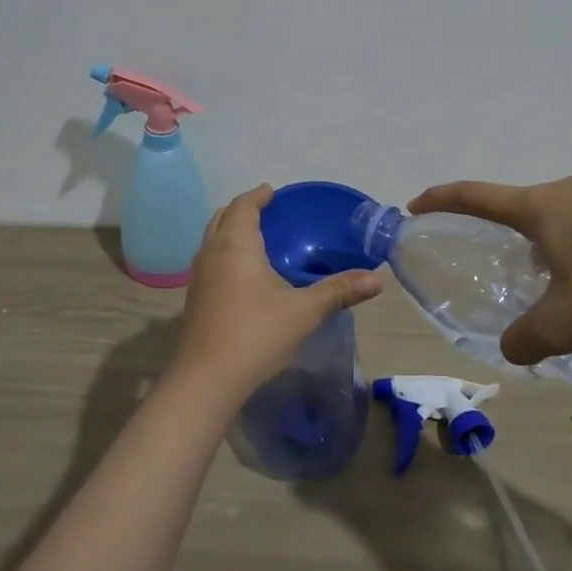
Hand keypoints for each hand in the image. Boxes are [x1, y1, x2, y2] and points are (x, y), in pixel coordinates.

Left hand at [174, 185, 383, 401]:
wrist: (206, 379)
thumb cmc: (256, 334)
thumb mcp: (304, 311)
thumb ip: (339, 292)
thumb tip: (377, 279)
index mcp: (236, 245)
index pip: (243, 206)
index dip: (257, 196)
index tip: (272, 191)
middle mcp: (211, 253)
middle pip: (222, 218)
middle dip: (242, 210)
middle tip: (266, 212)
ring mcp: (198, 277)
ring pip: (211, 240)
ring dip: (229, 232)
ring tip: (255, 239)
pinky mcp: (194, 300)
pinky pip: (209, 262)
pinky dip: (224, 254)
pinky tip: (242, 276)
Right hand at [407, 175, 571, 364]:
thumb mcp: (563, 324)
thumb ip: (525, 339)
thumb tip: (512, 349)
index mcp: (538, 208)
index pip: (474, 195)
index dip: (441, 199)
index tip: (417, 204)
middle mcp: (567, 193)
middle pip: (520, 203)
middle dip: (502, 227)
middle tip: (499, 257)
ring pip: (561, 214)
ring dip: (547, 239)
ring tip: (555, 277)